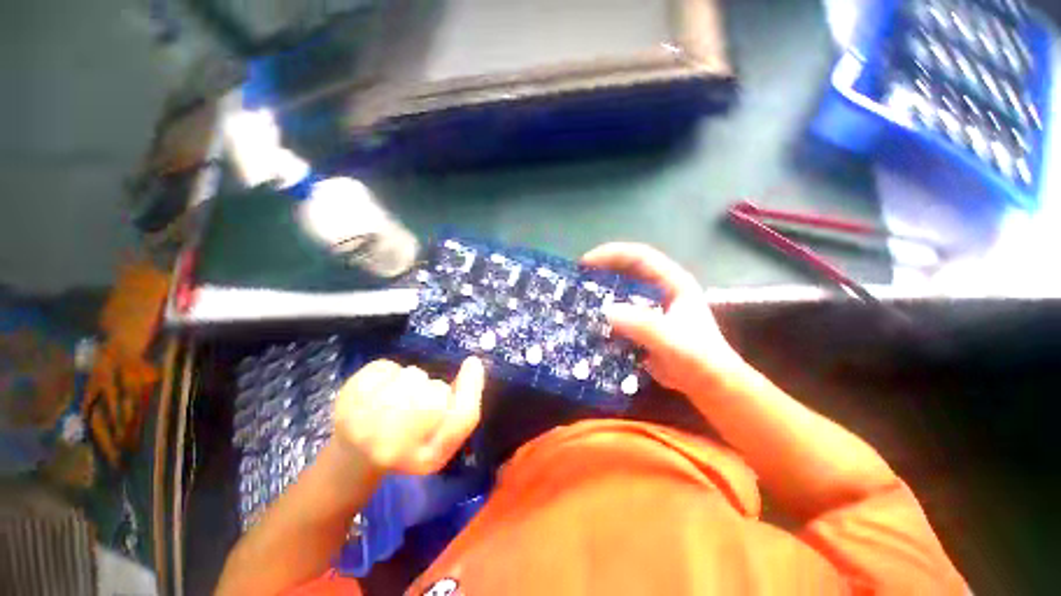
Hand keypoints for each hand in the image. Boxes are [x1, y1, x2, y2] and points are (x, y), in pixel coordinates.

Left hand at [332, 357, 484, 474]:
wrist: (356, 456)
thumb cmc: (410, 444)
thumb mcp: (444, 437)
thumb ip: (464, 405)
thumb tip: (474, 364)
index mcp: (426, 459)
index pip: (460, 418)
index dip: (470, 387)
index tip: (472, 363)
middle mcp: (394, 448)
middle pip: (435, 393)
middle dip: (433, 388)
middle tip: (418, 400)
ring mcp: (364, 425)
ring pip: (411, 376)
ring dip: (410, 379)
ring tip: (397, 397)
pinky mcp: (346, 401)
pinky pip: (385, 367)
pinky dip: (387, 371)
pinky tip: (379, 389)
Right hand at [582, 242, 747, 396]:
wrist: (706, 385)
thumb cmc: (697, 359)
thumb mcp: (672, 340)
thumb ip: (643, 325)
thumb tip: (607, 311)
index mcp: (672, 282)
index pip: (640, 256)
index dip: (612, 254)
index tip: (586, 263)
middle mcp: (660, 290)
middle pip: (627, 271)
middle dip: (601, 272)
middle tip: (577, 280)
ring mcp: (650, 307)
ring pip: (620, 292)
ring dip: (600, 294)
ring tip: (577, 299)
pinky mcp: (642, 324)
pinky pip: (618, 313)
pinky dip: (603, 315)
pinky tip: (589, 322)